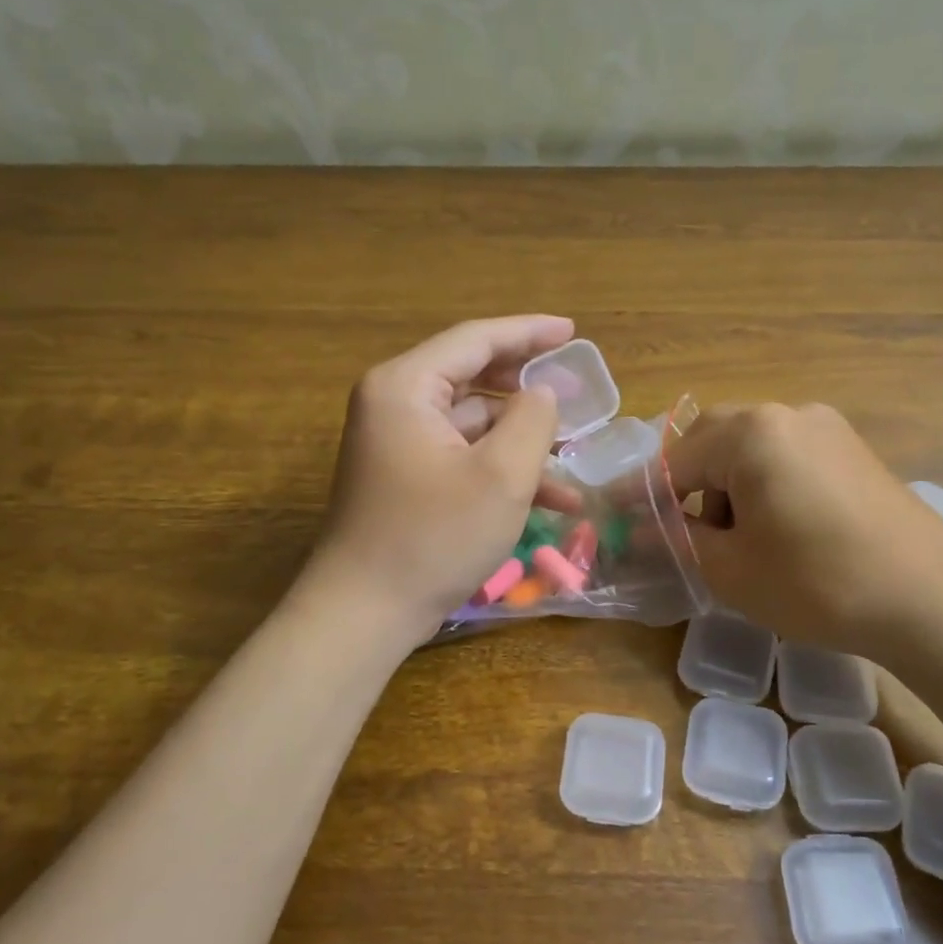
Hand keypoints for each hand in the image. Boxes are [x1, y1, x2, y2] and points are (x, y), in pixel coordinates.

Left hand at [307, 316, 573, 640]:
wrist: (365, 612)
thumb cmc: (435, 537)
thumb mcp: (501, 475)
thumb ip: (533, 420)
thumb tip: (543, 393)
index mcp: (406, 387)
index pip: (475, 339)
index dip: (529, 332)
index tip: (573, 331)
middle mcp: (395, 405)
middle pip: (473, 376)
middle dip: (528, 386)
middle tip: (577, 388)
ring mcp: (398, 444)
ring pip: (474, 422)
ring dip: (523, 438)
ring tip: (575, 451)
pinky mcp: (406, 479)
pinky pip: (462, 456)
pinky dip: (502, 469)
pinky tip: (553, 498)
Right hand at [665, 403, 942, 653]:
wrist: (931, 600)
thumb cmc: (817, 583)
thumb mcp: (731, 568)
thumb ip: (678, 539)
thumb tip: (638, 529)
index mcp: (751, 433)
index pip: (675, 460)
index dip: (642, 493)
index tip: (613, 515)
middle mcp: (787, 414)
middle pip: (712, 440)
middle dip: (687, 483)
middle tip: (677, 529)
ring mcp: (827, 428)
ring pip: (751, 446)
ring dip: (726, 483)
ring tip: (731, 536)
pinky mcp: (853, 449)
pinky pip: (787, 455)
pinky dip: (763, 483)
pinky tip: (774, 526)